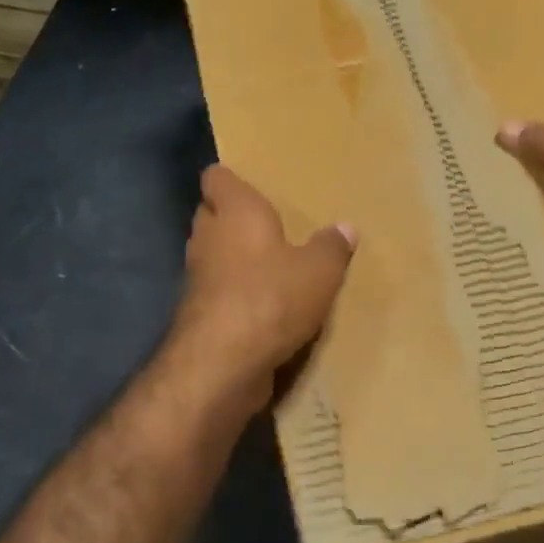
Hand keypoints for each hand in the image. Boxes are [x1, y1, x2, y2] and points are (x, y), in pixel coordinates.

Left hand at [168, 165, 354, 411]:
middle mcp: (208, 237)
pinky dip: (236, 295)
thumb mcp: (320, 271)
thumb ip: (332, 247)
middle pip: (212, 216)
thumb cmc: (271, 298)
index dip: (230, 179)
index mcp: (234, 211)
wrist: (223, 364)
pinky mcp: (199, 315)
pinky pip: (219, 293)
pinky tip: (265, 306)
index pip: (216, 178)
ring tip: (271, 264)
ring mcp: (198, 278)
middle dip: (234, 218)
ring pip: (214, 256)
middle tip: (271, 224)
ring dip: (235, 259)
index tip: (251, 184)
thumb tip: (345, 228)